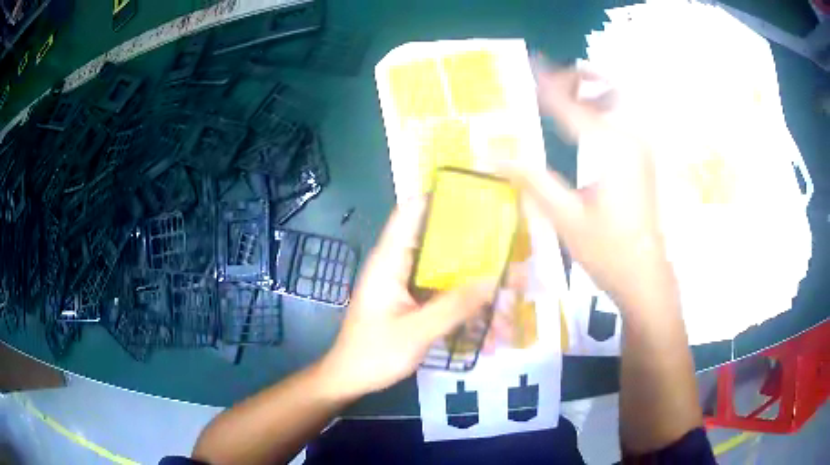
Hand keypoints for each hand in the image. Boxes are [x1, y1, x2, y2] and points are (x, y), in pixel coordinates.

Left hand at [318, 198, 497, 400]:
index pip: (410, 211)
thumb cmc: (374, 353)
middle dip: (463, 231)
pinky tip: (481, 293)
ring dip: (463, 260)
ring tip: (499, 259)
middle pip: (430, 233)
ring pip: (436, 259)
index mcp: (389, 260)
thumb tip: (491, 280)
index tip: (474, 193)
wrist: (349, 377)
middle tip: (500, 230)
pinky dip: (456, 283)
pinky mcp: (406, 297)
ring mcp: (401, 280)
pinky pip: (435, 282)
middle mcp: (395, 263)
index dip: (438, 196)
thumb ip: (453, 306)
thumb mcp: (416, 332)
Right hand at [505, 63, 677, 312]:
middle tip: (551, 80)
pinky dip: (603, 112)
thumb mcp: (565, 217)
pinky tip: (585, 125)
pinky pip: (623, 122)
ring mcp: (641, 150)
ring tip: (566, 95)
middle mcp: (631, 139)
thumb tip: (492, 155)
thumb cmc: (607, 252)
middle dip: (580, 78)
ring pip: (619, 104)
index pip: (573, 105)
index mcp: (612, 148)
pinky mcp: (643, 162)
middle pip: (607, 91)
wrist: (645, 278)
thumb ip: (531, 179)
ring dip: (593, 92)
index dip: (549, 86)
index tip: (531, 67)